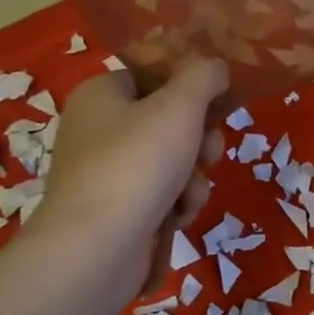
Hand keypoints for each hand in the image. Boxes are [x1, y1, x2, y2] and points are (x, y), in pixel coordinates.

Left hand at [33, 57, 227, 303]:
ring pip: (172, 163)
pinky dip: (175, 205)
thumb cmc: (136, 163)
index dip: (188, 88)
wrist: (97, 248)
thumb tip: (215, 66)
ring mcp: (106, 174)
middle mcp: (98, 130)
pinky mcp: (116, 212)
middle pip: (168, 122)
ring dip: (193, 179)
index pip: (151, 76)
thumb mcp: (180, 105)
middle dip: (199, 141)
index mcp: (100, 95)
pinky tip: (175, 218)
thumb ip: (203, 76)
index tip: (216, 103)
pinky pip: (161, 197)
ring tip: (188, 195)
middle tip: (208, 153)